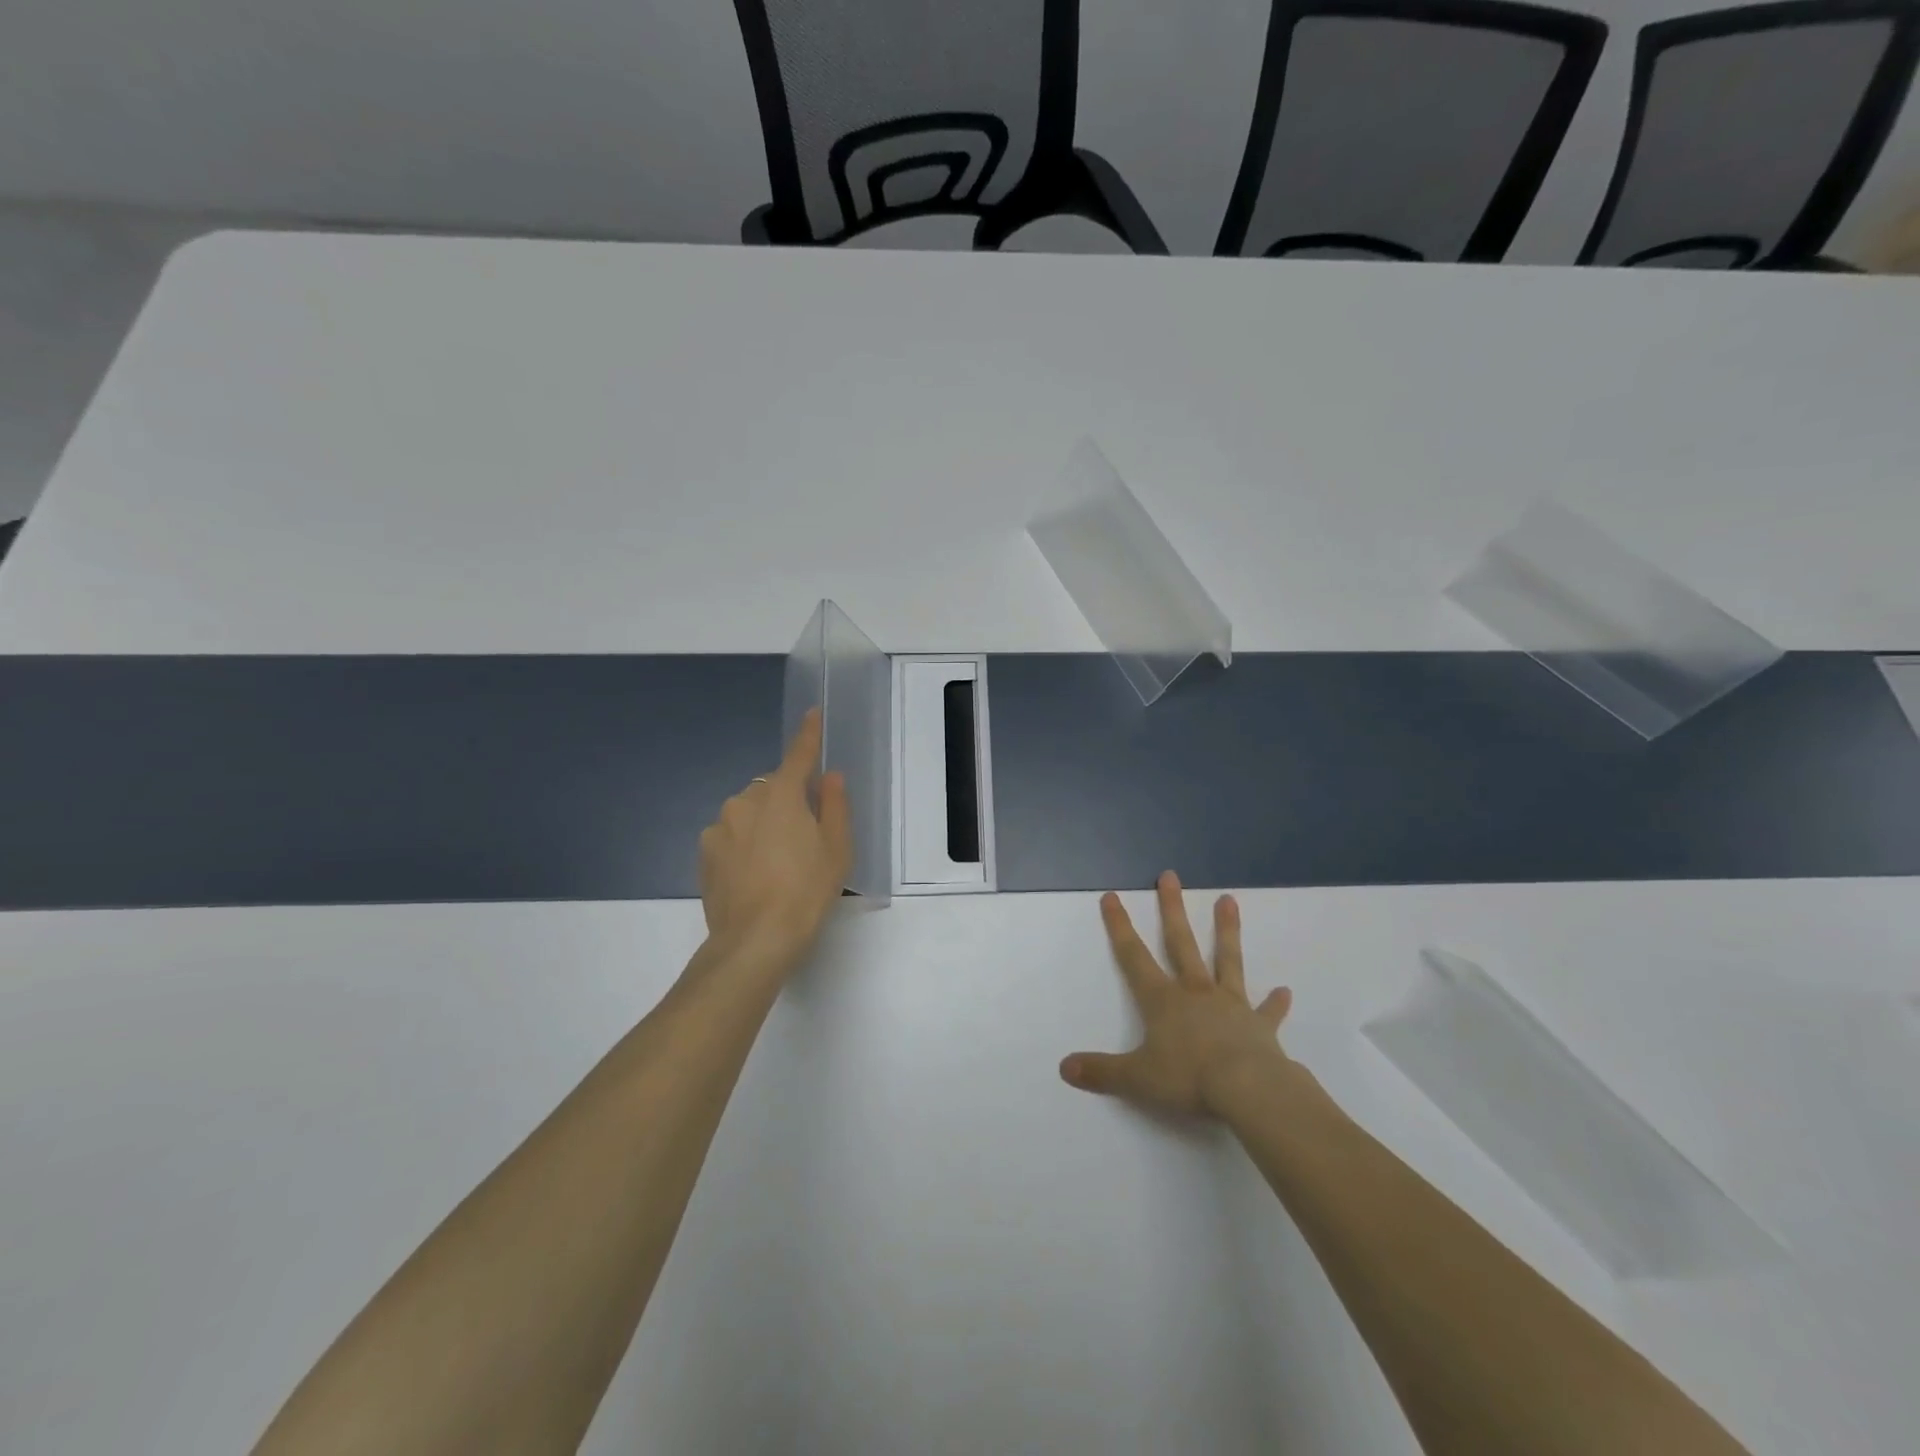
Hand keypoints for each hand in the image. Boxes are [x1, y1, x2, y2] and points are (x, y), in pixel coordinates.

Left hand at [698, 708, 852, 964]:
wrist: (755, 940)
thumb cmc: (806, 891)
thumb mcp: (836, 849)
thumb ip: (834, 806)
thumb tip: (829, 777)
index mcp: (782, 795)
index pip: (798, 755)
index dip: (808, 735)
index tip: (812, 714)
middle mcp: (745, 801)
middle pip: (772, 788)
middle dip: (787, 800)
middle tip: (804, 837)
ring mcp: (719, 827)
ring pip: (748, 812)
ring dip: (763, 823)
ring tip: (776, 863)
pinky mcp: (704, 853)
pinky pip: (731, 835)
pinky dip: (743, 843)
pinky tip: (754, 874)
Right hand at [1060, 871, 1294, 1118]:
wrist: (1249, 1090)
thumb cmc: (1188, 1079)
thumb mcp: (1137, 1078)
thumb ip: (1101, 1071)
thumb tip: (1065, 1067)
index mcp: (1163, 1001)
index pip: (1133, 956)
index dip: (1119, 927)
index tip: (1112, 896)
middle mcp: (1195, 992)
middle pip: (1180, 943)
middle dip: (1172, 909)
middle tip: (1170, 876)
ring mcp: (1231, 1005)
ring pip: (1226, 960)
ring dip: (1226, 930)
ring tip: (1229, 900)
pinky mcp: (1260, 1027)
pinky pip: (1267, 1011)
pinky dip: (1275, 1002)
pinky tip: (1284, 991)